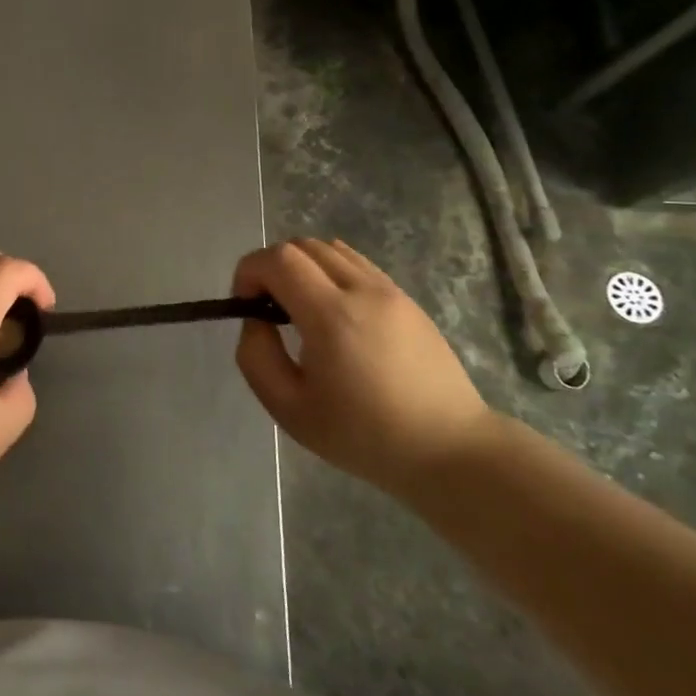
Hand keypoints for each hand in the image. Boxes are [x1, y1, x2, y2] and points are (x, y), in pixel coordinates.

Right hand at [233, 238, 494, 498]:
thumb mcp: (289, 409)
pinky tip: (334, 315)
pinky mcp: (407, 300)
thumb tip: (255, 321)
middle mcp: (362, 289)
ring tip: (300, 309)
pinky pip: (357, 264)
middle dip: (272, 267)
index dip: (249, 271)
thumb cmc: (364, 436)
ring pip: (331, 249)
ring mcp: (390, 291)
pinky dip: (331, 273)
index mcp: (331, 315)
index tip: (245, 304)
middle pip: (302, 245)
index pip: (278, 259)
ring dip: (302, 267)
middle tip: (268, 308)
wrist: (449, 450)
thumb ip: (256, 357)